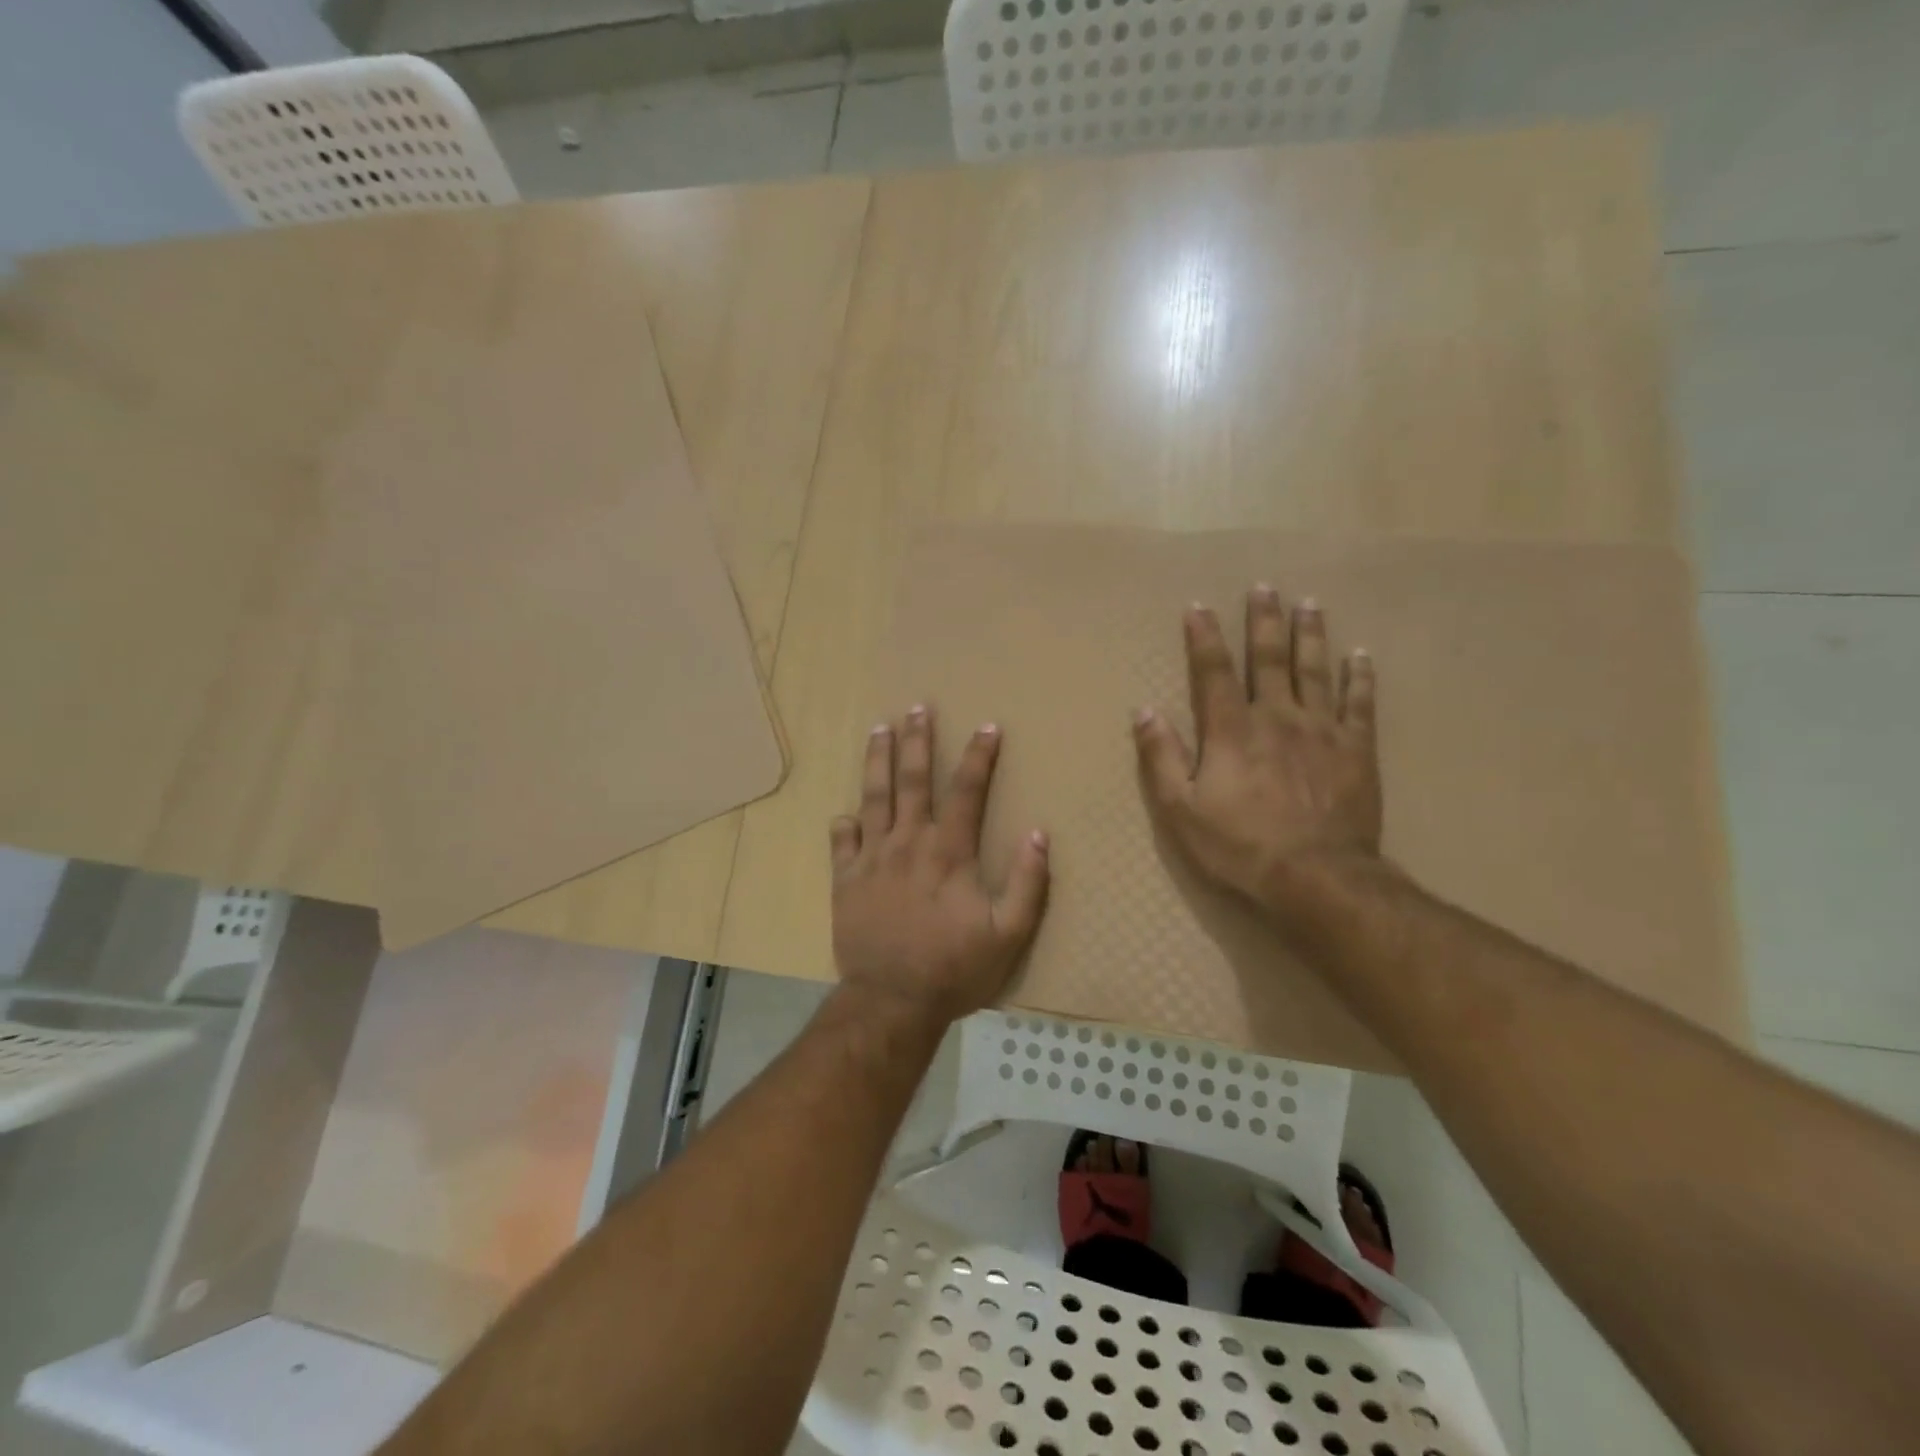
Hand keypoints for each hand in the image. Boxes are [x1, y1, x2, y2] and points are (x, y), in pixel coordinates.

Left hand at [830, 706, 1050, 1023]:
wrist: (892, 1001)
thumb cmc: (955, 968)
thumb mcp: (1009, 935)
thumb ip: (1028, 884)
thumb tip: (1038, 834)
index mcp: (948, 852)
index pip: (966, 791)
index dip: (979, 756)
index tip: (987, 726)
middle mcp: (908, 843)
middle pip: (912, 780)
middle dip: (918, 741)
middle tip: (917, 708)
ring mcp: (872, 859)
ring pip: (873, 797)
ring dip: (878, 761)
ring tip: (880, 729)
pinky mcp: (845, 880)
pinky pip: (842, 842)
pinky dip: (845, 824)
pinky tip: (845, 812)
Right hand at [1133, 587, 1383, 918]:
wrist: (1315, 877)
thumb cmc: (1239, 845)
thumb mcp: (1181, 809)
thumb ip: (1162, 757)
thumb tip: (1144, 710)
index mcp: (1232, 730)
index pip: (1213, 672)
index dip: (1204, 637)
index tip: (1199, 607)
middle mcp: (1277, 717)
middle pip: (1269, 659)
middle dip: (1264, 622)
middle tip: (1265, 588)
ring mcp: (1321, 731)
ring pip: (1315, 671)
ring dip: (1310, 635)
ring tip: (1309, 604)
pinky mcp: (1356, 751)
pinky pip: (1360, 705)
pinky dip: (1360, 679)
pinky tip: (1361, 657)